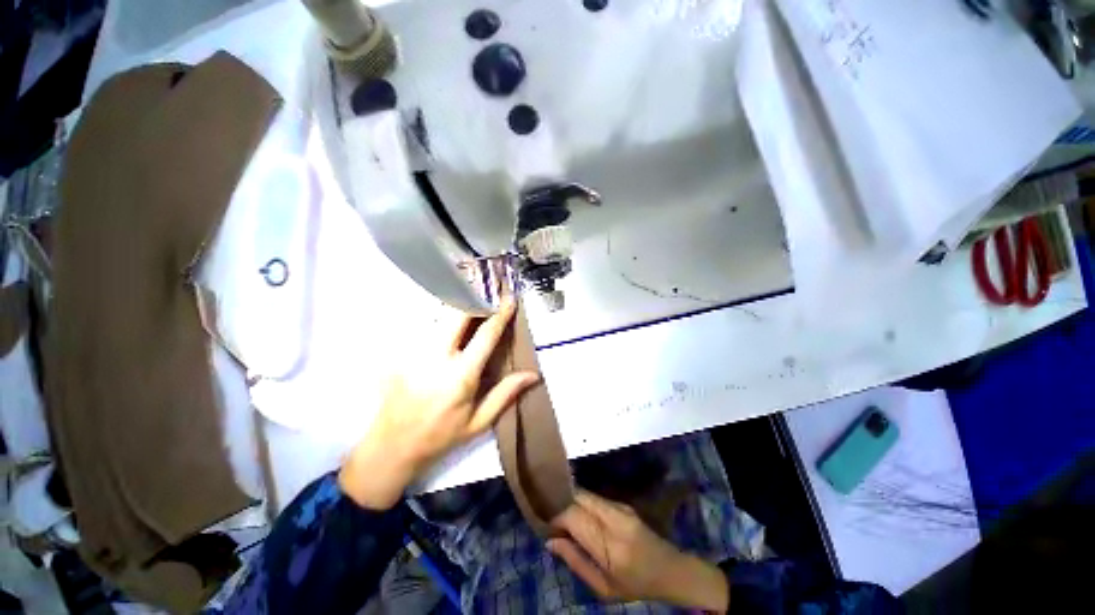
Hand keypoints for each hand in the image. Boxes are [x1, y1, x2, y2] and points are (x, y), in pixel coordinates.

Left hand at [339, 298, 538, 509]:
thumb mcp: (479, 421)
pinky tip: (446, 324)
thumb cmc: (440, 435)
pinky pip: (423, 326)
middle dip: (474, 300)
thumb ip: (506, 394)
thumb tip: (533, 375)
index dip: (500, 314)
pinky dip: (438, 319)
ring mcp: (413, 352)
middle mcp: (436, 358)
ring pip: (437, 315)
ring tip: (468, 304)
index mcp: (460, 375)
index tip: (509, 300)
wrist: (391, 447)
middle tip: (486, 297)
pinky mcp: (399, 353)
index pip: (485, 335)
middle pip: (456, 314)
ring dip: (456, 308)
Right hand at [549, 490, 728, 612]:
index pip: (575, 517)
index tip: (543, 520)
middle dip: (561, 502)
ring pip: (586, 494)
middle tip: (548, 513)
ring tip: (559, 512)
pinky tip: (577, 512)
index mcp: (610, 545)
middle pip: (579, 498)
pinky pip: (595, 498)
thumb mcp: (603, 588)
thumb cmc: (636, 585)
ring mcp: (621, 507)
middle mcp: (615, 518)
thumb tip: (550, 542)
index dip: (556, 514)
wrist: (670, 569)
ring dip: (571, 500)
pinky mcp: (623, 503)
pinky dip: (582, 502)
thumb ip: (576, 562)